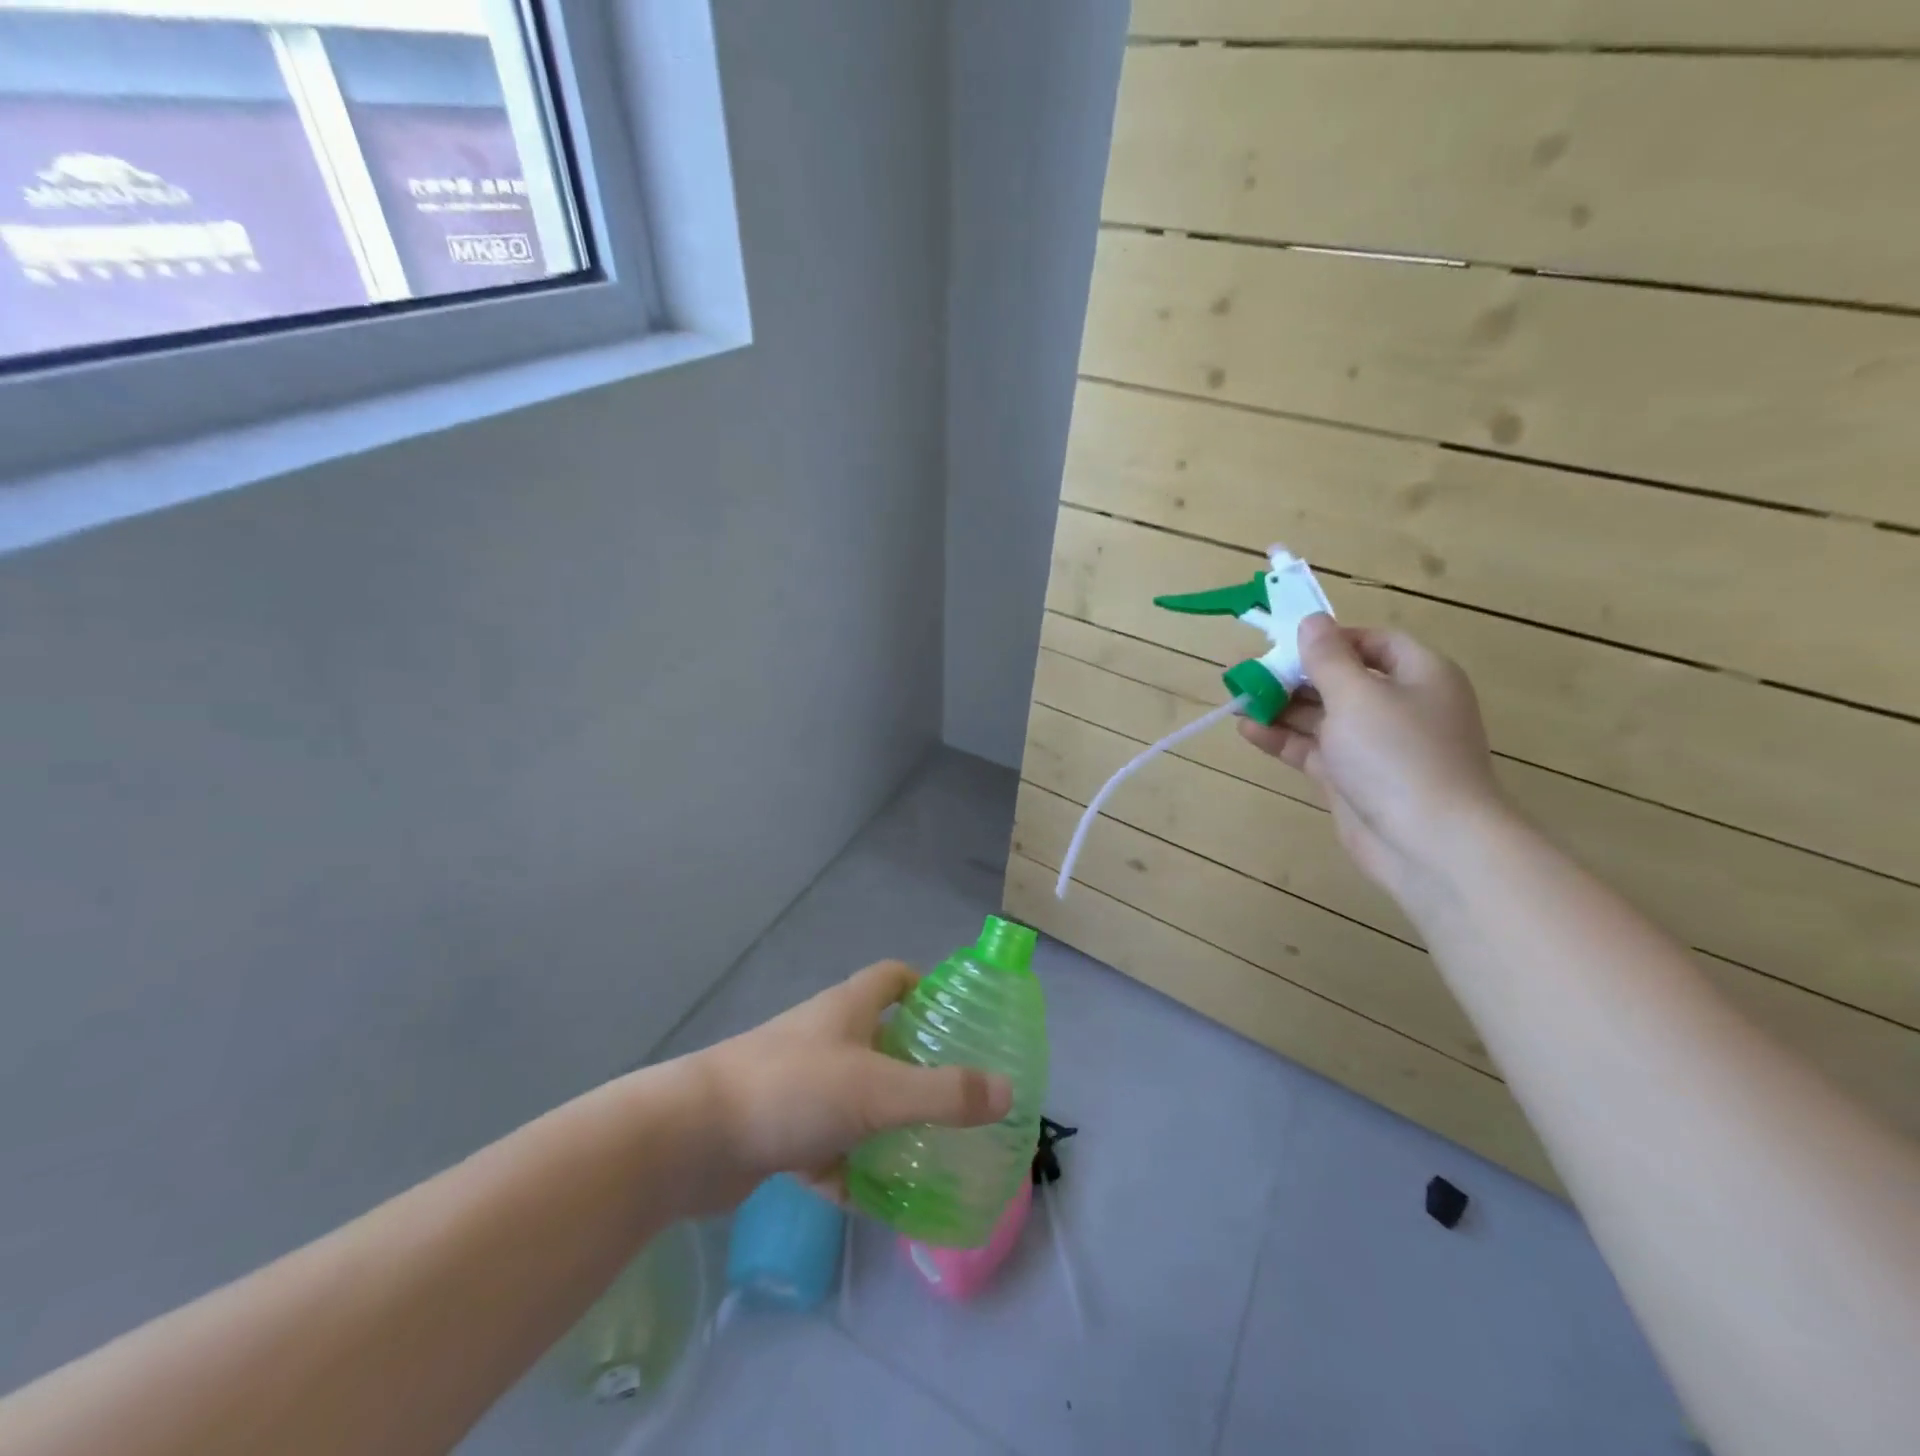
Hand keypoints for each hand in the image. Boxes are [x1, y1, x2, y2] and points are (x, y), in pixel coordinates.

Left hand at [691, 962, 1012, 1209]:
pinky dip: (848, 1169)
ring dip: (885, 1121)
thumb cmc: (792, 1090)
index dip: (925, 987)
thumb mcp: (878, 1091)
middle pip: (879, 1039)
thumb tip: (1007, 1092)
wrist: (690, 1138)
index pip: (892, 977)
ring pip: (854, 1098)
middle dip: (916, 1065)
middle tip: (958, 1096)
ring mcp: (798, 1085)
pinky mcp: (777, 1130)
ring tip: (929, 1150)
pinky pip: (826, 1146)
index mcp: (846, 1010)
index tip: (957, 1017)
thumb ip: (944, 1093)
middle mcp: (823, 1039)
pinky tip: (875, 1200)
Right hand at [1239, 614, 1505, 899]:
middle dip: (1295, 675)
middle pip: (1342, 679)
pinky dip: (1283, 739)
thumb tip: (1312, 621)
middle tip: (1250, 672)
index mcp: (1419, 675)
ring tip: (1239, 698)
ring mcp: (1375, 746)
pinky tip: (1248, 730)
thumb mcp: (1357, 694)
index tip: (1287, 642)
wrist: (1428, 843)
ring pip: (1322, 716)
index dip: (1331, 639)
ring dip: (1282, 707)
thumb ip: (1328, 658)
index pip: (1373, 643)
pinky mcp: (1352, 779)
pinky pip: (1313, 749)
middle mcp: (1400, 706)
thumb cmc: (1397, 754)